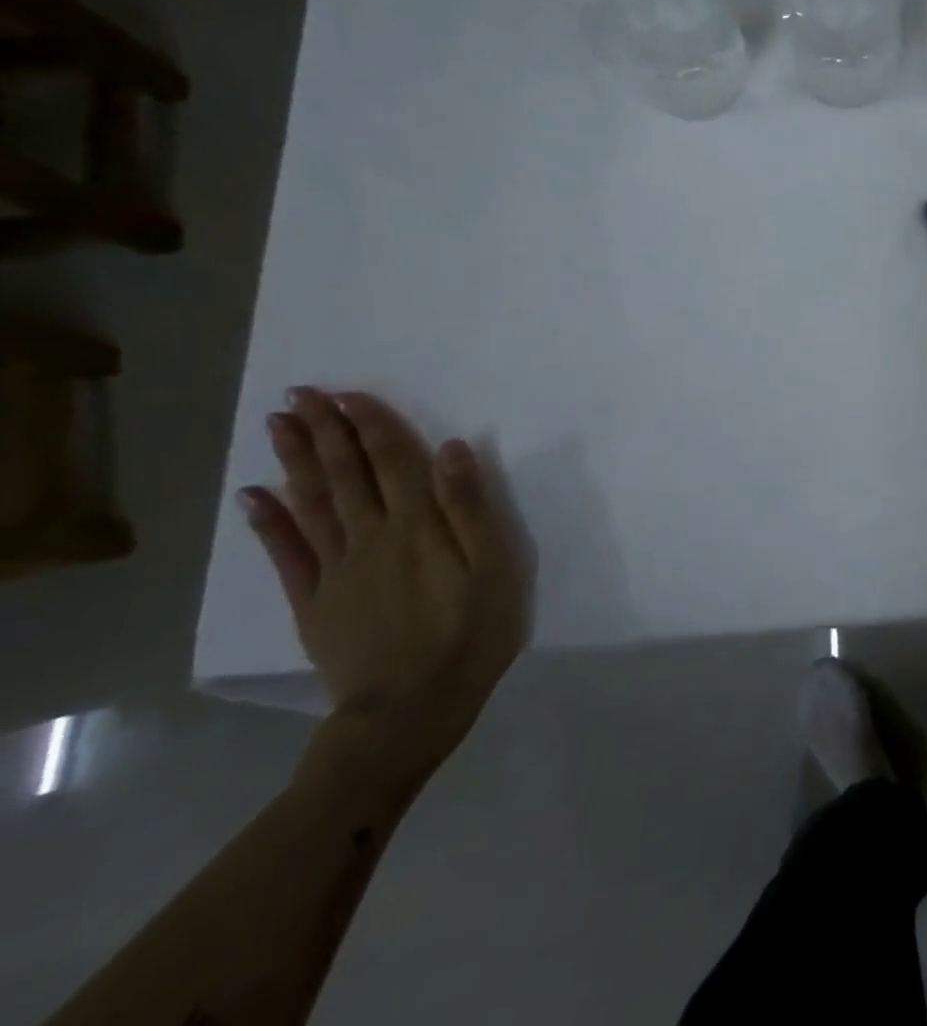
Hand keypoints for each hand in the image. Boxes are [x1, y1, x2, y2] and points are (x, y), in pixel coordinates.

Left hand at [239, 388, 528, 792]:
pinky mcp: (314, 602)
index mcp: (418, 526)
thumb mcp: (495, 566)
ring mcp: (336, 569)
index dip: (372, 426)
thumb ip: (471, 508)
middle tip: (301, 394)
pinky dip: (269, 522)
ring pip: (312, 503)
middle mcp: (371, 537)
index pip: (393, 462)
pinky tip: (254, 496)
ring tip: (277, 426)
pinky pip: (286, 554)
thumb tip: (453, 450)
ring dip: (294, 462)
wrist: (410, 709)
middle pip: (345, 475)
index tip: (348, 394)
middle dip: (324, 431)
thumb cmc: (470, 632)